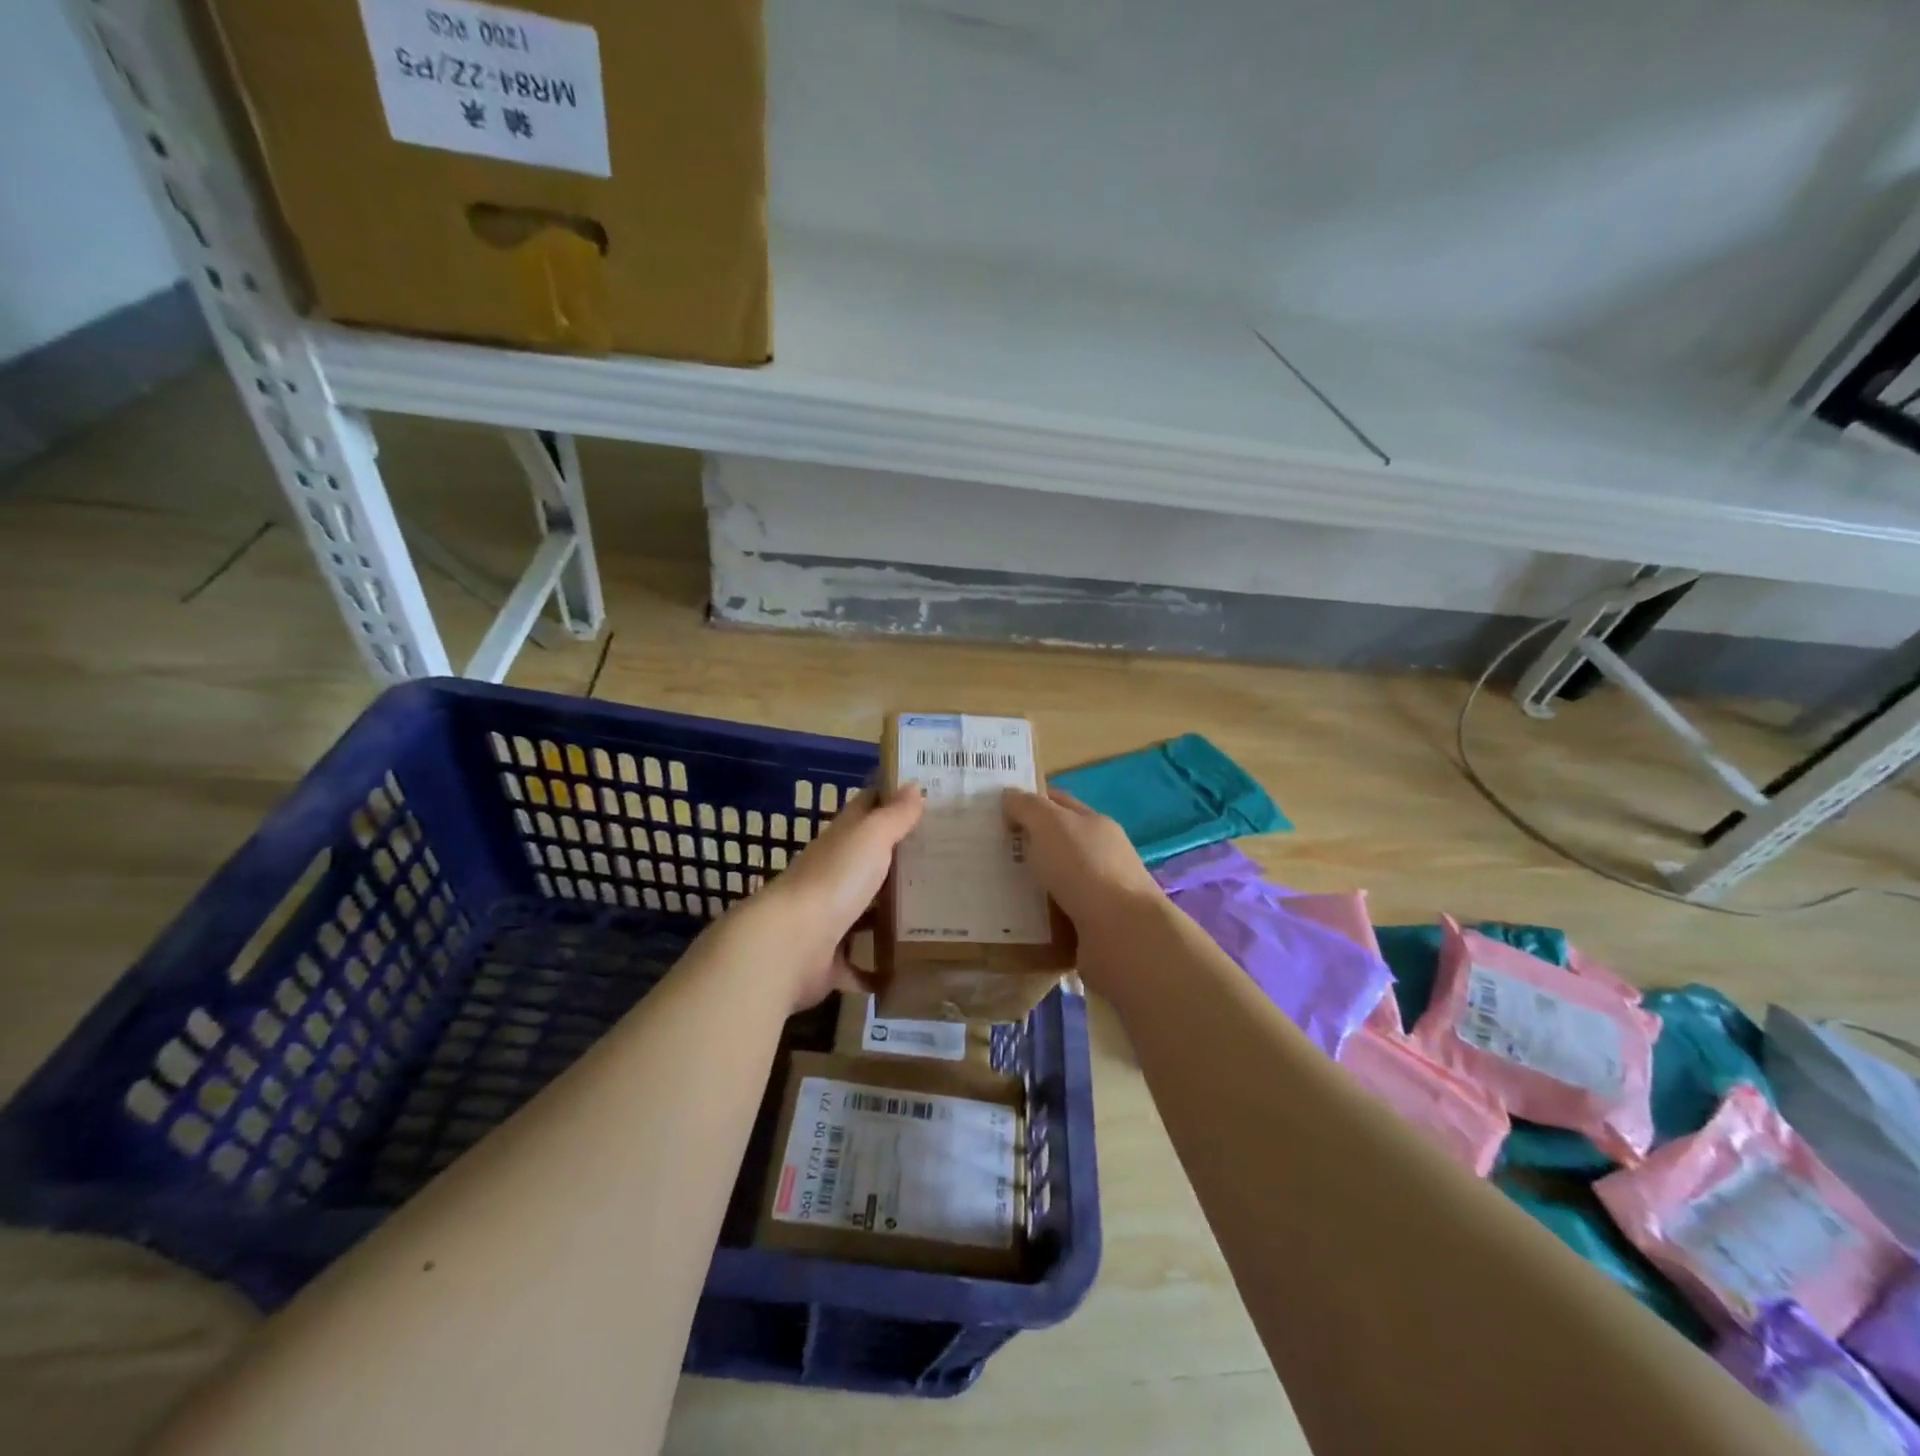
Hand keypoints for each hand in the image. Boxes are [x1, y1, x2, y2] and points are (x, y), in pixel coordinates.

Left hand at [754, 783, 923, 1010]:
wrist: (790, 945)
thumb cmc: (834, 880)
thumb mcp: (871, 837)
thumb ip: (893, 816)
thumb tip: (913, 785)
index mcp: (842, 841)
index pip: (867, 809)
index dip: (891, 799)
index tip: (927, 797)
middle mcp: (835, 875)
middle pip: (872, 863)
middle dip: (904, 862)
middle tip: (950, 862)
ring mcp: (831, 919)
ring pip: (869, 913)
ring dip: (895, 916)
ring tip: (942, 916)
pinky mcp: (831, 960)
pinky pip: (863, 965)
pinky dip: (882, 970)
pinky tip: (914, 970)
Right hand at [1001, 787, 1161, 930]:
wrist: (1122, 934)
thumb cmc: (1084, 868)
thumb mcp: (1050, 824)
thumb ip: (1028, 807)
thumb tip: (1010, 796)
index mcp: (1094, 825)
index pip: (1058, 803)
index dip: (1029, 802)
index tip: (995, 810)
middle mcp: (1100, 856)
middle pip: (1055, 845)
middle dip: (1024, 847)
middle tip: (984, 852)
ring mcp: (1098, 895)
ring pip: (1054, 883)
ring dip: (1028, 886)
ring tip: (990, 890)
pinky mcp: (1091, 930)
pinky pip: (1055, 920)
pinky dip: (1036, 919)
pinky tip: (1012, 923)